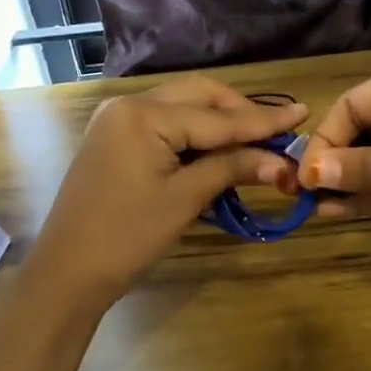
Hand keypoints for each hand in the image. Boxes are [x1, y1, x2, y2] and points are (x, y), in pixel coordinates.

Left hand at [26, 76, 307, 311]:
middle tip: (278, 130)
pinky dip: (196, 135)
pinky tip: (220, 150)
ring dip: (220, 122)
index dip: (263, 120)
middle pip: (199, 96)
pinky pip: (166, 124)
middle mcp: (129, 105)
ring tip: (256, 140)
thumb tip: (283, 162)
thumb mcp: (184, 200)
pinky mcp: (116, 139)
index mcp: (143, 114)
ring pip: (183, 107)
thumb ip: (233, 168)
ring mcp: (118, 121)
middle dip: (240, 112)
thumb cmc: (126, 237)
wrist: (66, 273)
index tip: (304, 112)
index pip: (217, 116)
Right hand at [297, 57, 370, 250]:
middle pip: (366, 128)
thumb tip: (306, 173)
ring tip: (319, 211)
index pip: (353, 103)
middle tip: (306, 198)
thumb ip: (362, 170)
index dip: (326, 139)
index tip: (305, 178)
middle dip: (338, 162)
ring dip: (354, 181)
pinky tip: (347, 212)